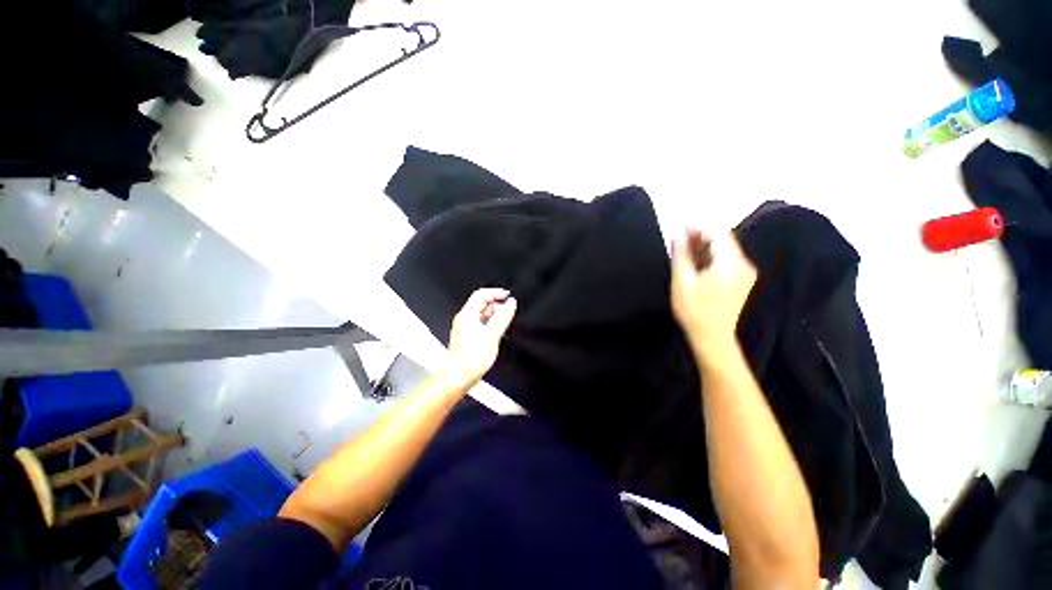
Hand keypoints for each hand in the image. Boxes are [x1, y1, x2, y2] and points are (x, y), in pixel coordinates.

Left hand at [444, 288, 517, 384]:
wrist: (458, 377)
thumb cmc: (471, 358)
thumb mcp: (492, 335)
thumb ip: (502, 317)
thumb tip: (511, 303)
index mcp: (467, 315)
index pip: (481, 294)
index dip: (496, 293)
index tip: (508, 296)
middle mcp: (465, 319)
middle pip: (482, 303)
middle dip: (497, 304)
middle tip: (509, 311)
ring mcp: (466, 327)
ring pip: (482, 314)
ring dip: (495, 314)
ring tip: (506, 323)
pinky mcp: (469, 336)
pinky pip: (482, 323)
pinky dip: (492, 323)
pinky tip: (499, 332)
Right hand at [670, 230, 756, 360]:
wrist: (712, 338)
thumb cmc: (694, 311)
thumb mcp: (682, 282)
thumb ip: (681, 255)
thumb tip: (678, 234)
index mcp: (730, 265)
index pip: (718, 234)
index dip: (699, 226)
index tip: (681, 224)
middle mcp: (743, 265)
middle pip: (723, 240)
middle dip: (701, 234)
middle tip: (679, 235)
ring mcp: (745, 273)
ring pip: (724, 249)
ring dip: (705, 245)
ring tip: (683, 246)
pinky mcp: (741, 280)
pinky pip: (726, 259)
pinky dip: (711, 255)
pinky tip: (695, 259)